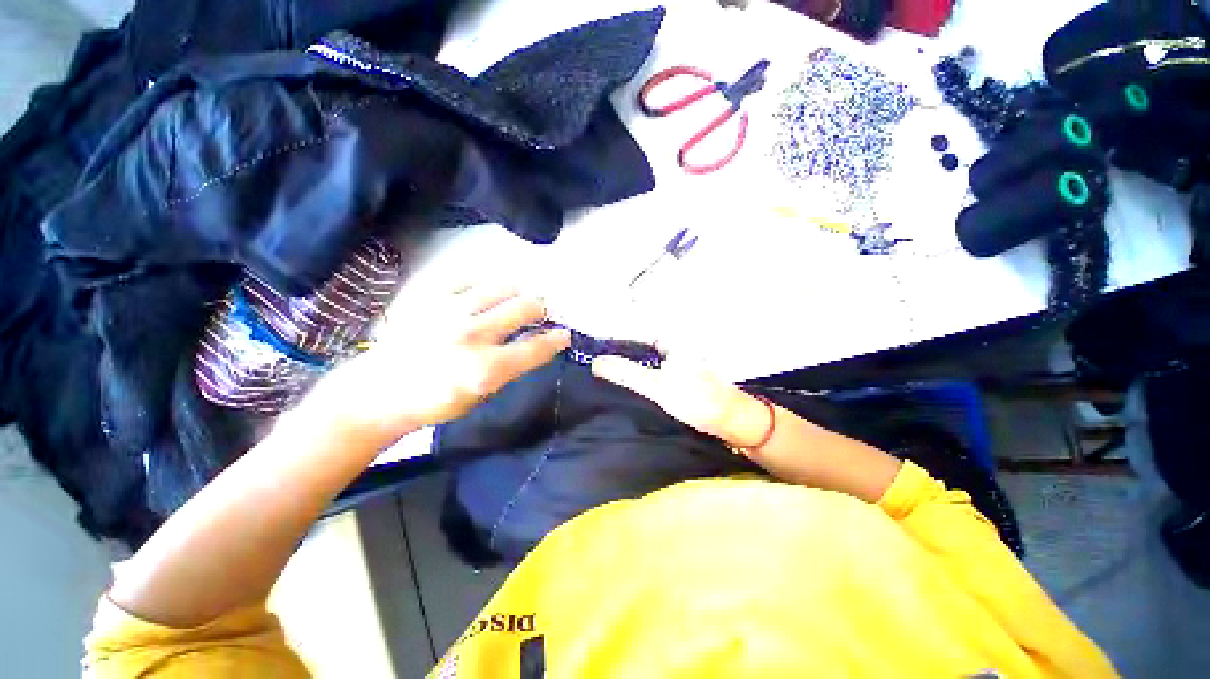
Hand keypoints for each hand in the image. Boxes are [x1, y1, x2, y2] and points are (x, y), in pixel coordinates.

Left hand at [303, 283, 569, 442]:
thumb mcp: (480, 395)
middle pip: (526, 306)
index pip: (536, 347)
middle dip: (541, 309)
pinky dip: (485, 286)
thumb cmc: (433, 402)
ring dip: (518, 293)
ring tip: (514, 301)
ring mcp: (449, 311)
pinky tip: (484, 296)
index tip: (564, 335)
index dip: (557, 339)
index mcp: (484, 369)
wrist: (377, 391)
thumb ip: (511, 367)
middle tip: (539, 314)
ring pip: (504, 286)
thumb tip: (536, 343)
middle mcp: (471, 335)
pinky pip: (471, 278)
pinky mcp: (430, 296)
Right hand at [592, 354, 771, 447]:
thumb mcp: (657, 386)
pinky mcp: (676, 376)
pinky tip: (625, 383)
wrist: (729, 421)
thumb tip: (596, 362)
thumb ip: (626, 373)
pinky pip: (651, 370)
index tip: (593, 347)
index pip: (635, 331)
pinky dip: (638, 374)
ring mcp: (675, 361)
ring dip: (627, 364)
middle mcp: (673, 346)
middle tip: (593, 361)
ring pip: (644, 358)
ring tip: (602, 371)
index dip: (614, 338)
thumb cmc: (697, 399)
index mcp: (671, 340)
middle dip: (617, 351)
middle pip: (638, 345)